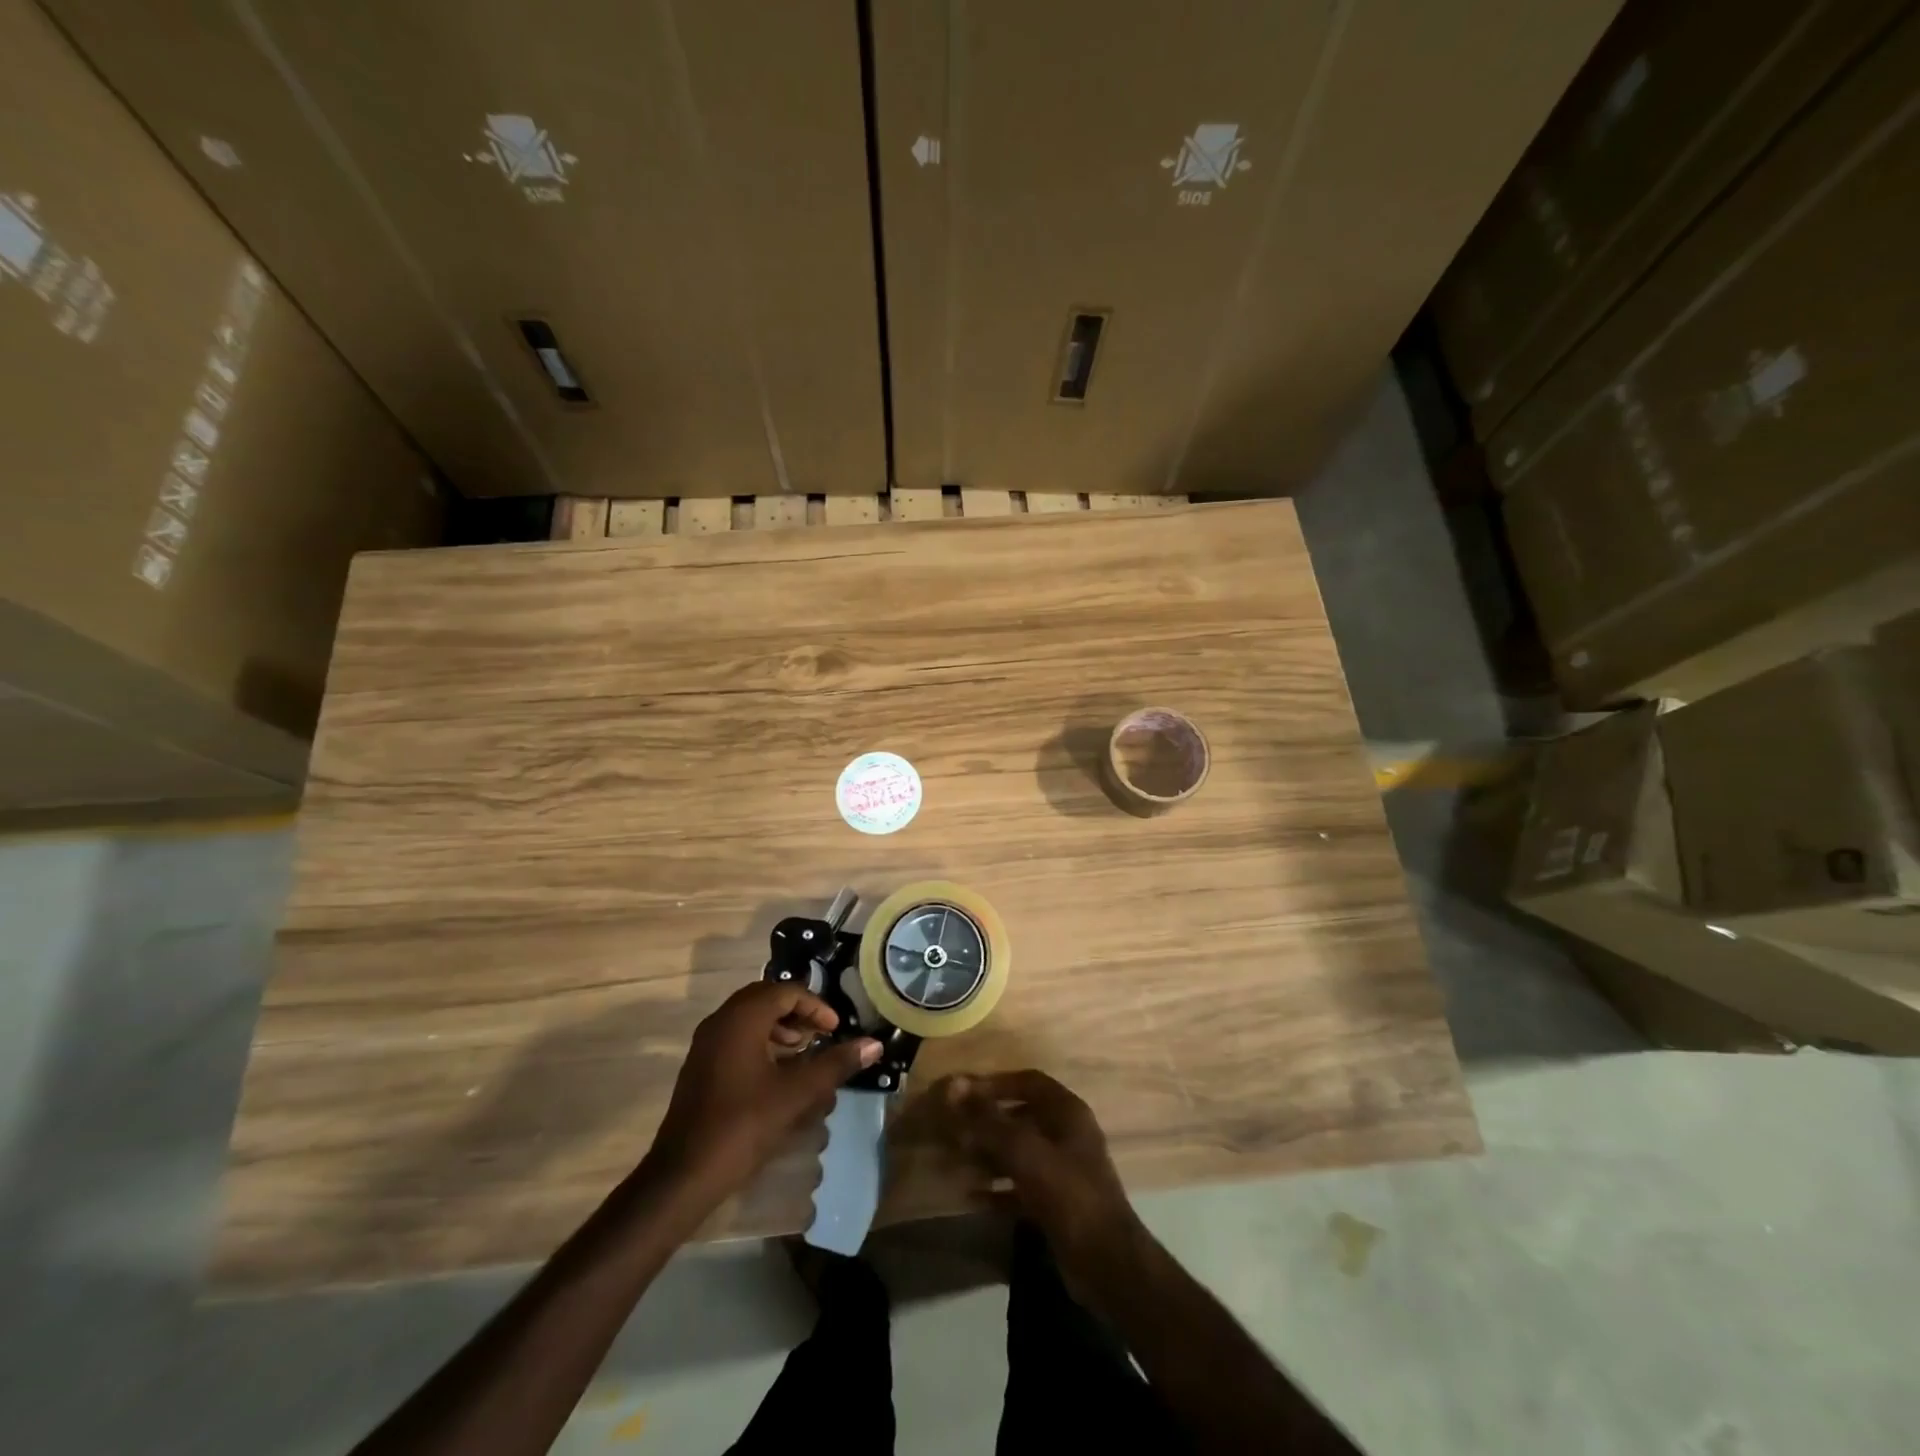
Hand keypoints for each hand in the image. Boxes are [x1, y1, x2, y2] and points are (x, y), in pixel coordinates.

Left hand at [650, 982, 879, 1206]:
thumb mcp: (796, 1094)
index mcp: (742, 1018)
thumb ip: (835, 1065)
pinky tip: (776, 1074)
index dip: (815, 1006)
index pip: (786, 991)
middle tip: (820, 1036)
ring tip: (802, 1053)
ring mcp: (706, 1043)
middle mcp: (721, 1020)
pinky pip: (736, 1036)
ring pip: (750, 1017)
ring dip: (779, 1027)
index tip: (835, 1030)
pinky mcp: (700, 1065)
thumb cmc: (743, 1126)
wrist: (683, 1175)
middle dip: (797, 1013)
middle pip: (766, 998)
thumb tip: (874, 1044)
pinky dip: (761, 1042)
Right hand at [933, 1070, 1144, 1276]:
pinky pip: (1021, 1186)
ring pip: (1020, 1152)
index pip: (1029, 1082)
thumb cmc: (1068, 1195)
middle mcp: (1067, 1135)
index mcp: (1068, 1112)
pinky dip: (998, 1187)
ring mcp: (1063, 1170)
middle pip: (1022, 1116)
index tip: (964, 1093)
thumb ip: (989, 1121)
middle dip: (988, 1121)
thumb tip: (954, 1086)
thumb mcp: (1026, 1153)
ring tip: (959, 1159)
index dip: (996, 1083)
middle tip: (956, 1128)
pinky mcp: (1057, 1203)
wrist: (1107, 1264)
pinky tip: (972, 1195)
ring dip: (990, 1154)